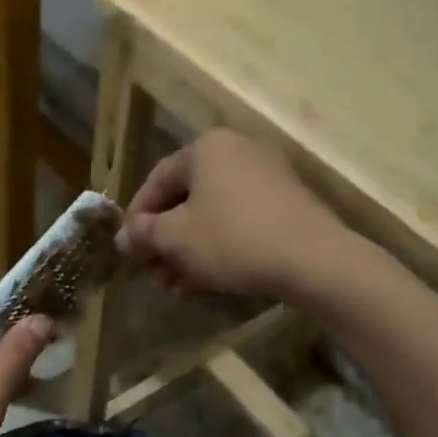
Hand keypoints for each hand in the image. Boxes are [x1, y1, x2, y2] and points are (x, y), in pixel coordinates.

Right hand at [118, 130, 349, 300]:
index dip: (137, 218)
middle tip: (154, 275)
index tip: (130, 250)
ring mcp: (266, 178)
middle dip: (165, 242)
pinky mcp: (286, 205)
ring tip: (176, 288)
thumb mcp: (175, 238)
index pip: (157, 180)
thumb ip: (143, 234)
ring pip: (212, 216)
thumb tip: (124, 236)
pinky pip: (239, 223)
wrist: (313, 260)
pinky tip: (204, 284)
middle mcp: (236, 152)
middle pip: (186, 200)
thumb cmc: (232, 239)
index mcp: (206, 148)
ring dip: (189, 252)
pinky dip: (218, 249)